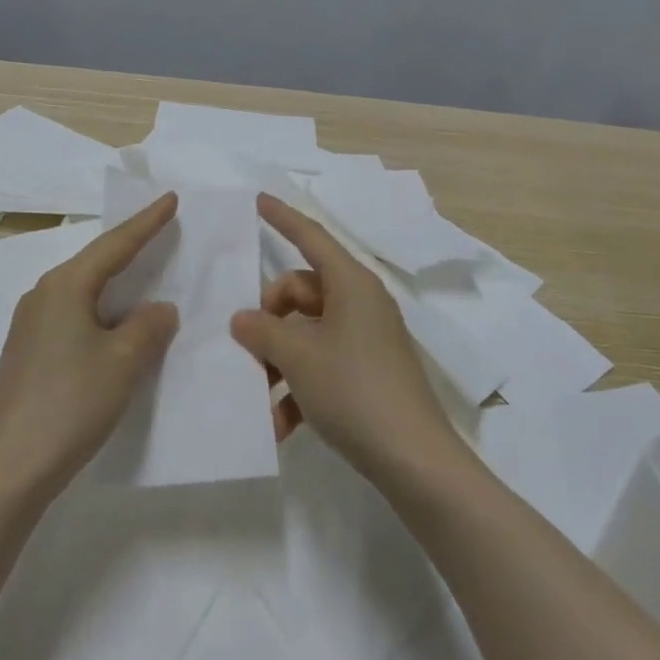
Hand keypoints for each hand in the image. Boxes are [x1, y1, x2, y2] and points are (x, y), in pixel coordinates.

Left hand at [0, 195, 180, 501]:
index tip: (170, 198)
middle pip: (95, 262)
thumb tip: (159, 308)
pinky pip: (75, 316)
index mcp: (65, 286)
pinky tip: (117, 327)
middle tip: (163, 230)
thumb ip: (148, 327)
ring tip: (147, 276)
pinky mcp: (29, 354)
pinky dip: (103, 312)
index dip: (147, 222)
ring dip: (117, 284)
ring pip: (84, 291)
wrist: (4, 471)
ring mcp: (31, 326)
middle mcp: (43, 295)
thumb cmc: (68, 405)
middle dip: (131, 247)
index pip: (115, 244)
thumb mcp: (122, 363)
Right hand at [230, 194, 458, 480]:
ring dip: (281, 360)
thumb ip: (263, 331)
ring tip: (261, 397)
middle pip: (301, 290)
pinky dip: (300, 386)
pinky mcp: (369, 371)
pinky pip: (324, 363)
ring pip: (308, 331)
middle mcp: (361, 302)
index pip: (311, 236)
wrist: (416, 461)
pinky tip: (281, 425)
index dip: (283, 217)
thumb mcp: (299, 357)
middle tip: (249, 348)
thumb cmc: (354, 391)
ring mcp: (367, 338)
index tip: (259, 198)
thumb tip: (243, 318)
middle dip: (270, 317)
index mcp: (351, 283)